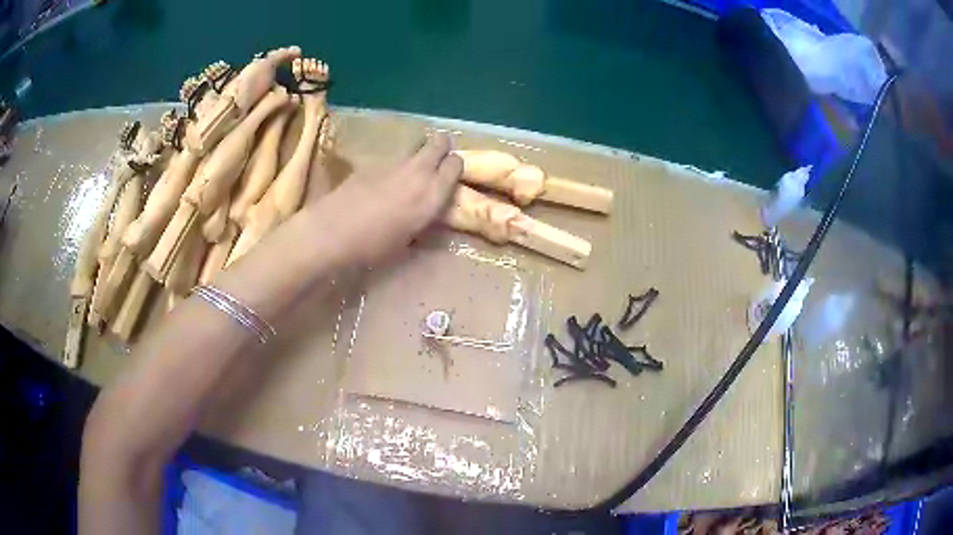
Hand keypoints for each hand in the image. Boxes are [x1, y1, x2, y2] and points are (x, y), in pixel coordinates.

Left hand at [303, 134, 461, 266]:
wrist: (333, 231)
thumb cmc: (374, 245)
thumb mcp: (408, 238)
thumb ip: (424, 219)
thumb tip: (430, 213)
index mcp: (432, 193)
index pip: (456, 164)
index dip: (454, 167)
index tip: (449, 175)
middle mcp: (418, 171)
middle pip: (439, 142)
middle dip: (441, 147)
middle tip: (436, 160)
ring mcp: (393, 162)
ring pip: (415, 144)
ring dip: (418, 152)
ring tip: (409, 169)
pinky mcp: (372, 161)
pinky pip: (392, 155)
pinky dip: (394, 162)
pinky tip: (382, 178)